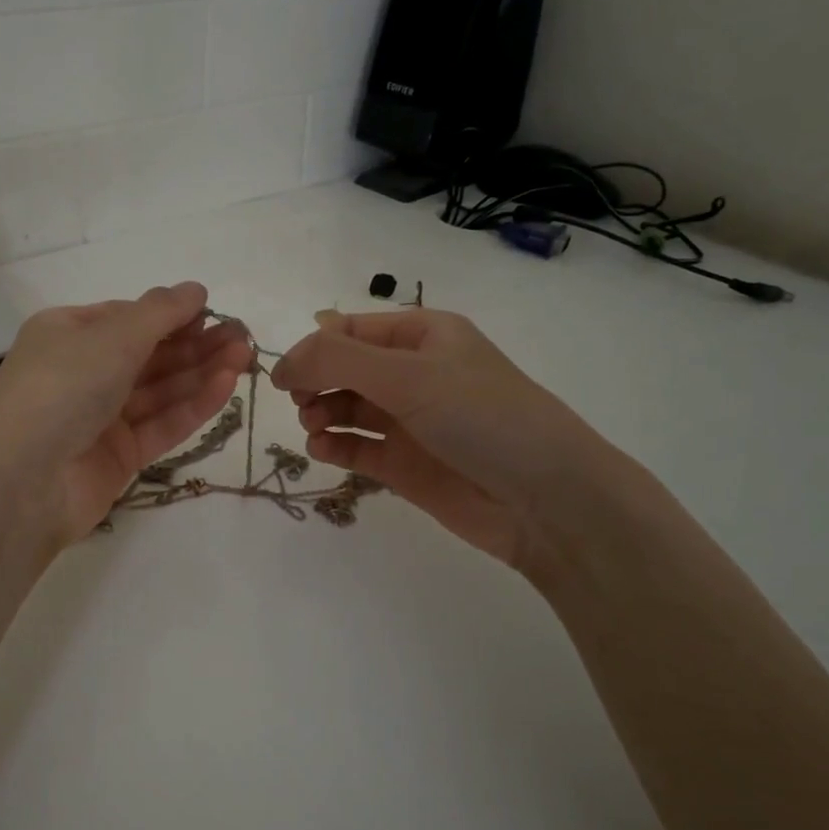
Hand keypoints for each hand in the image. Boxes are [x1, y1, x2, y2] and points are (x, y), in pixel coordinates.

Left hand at [0, 282, 253, 543]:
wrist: (25, 479)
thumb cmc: (64, 386)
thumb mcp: (113, 336)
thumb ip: (160, 312)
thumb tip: (195, 289)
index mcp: (67, 334)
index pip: (127, 319)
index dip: (171, 315)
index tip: (213, 312)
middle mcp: (82, 373)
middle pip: (148, 355)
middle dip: (195, 344)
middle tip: (242, 337)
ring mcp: (100, 418)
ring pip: (159, 390)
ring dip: (201, 372)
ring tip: (244, 357)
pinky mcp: (118, 457)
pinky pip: (161, 424)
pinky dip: (192, 406)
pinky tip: (226, 387)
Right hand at [270, 308, 623, 578]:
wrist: (546, 500)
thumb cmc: (480, 417)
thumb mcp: (408, 374)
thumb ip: (337, 361)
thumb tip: (283, 362)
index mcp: (424, 335)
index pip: (352, 329)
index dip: (315, 347)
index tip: (285, 374)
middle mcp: (415, 373)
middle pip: (345, 368)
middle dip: (316, 381)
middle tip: (302, 402)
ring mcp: (411, 421)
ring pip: (348, 407)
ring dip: (322, 413)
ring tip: (314, 427)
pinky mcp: (407, 465)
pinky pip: (359, 447)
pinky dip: (335, 446)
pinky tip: (323, 450)